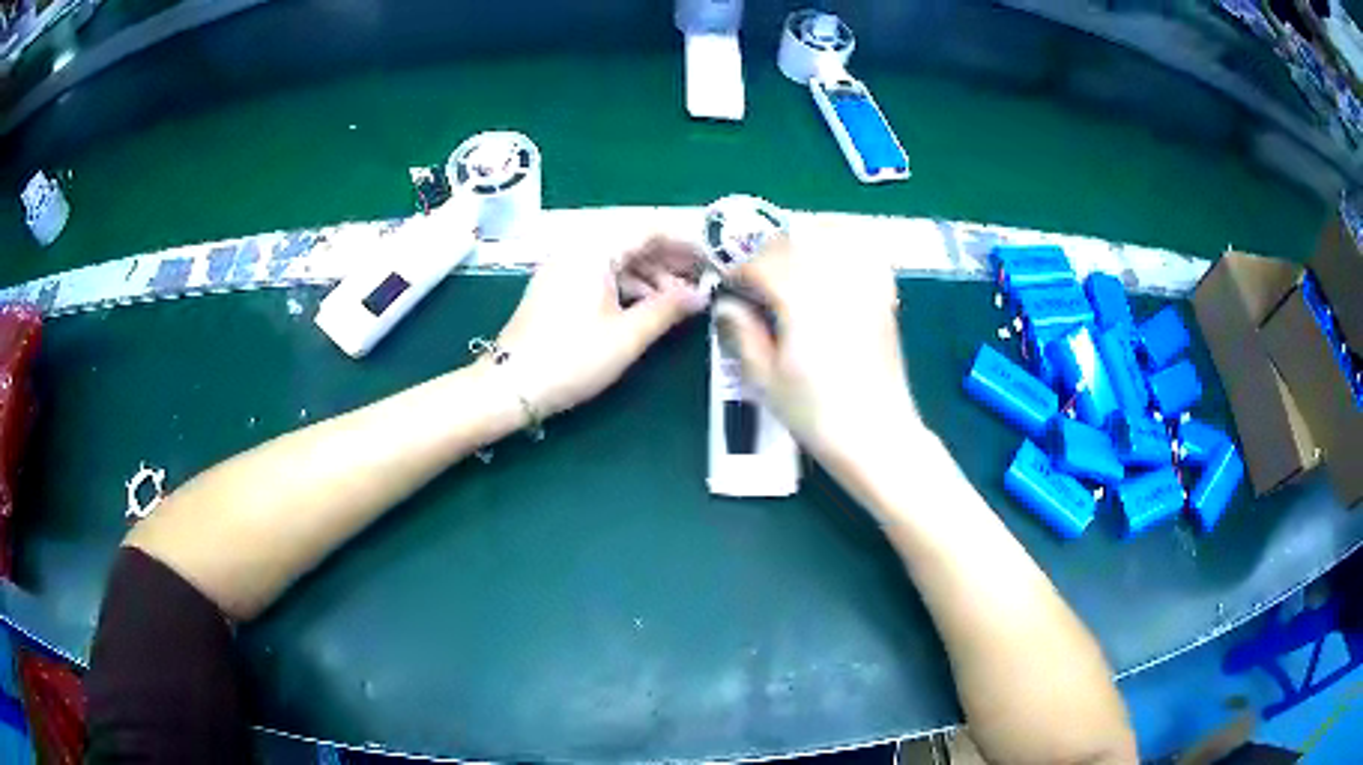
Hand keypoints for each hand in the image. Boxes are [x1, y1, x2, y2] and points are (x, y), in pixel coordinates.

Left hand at [493, 236, 708, 416]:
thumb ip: (668, 309)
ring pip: (620, 260)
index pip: (650, 228)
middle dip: (672, 259)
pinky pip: (604, 275)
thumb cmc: (571, 358)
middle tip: (706, 279)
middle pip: (634, 241)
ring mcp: (566, 268)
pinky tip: (650, 307)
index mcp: (594, 250)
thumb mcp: (627, 335)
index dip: (686, 241)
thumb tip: (701, 295)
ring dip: (653, 276)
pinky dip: (630, 287)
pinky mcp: (559, 288)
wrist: (510, 386)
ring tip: (683, 300)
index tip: (715, 257)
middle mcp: (579, 249)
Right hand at [714, 235, 916, 468]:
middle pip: (791, 241)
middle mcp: (834, 280)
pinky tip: (829, 262)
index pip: (759, 261)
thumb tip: (726, 305)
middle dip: (763, 250)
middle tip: (747, 275)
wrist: (878, 436)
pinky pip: (864, 254)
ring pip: (828, 238)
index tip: (722, 283)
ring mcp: (864, 285)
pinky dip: (844, 247)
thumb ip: (742, 334)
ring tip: (783, 263)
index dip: (734, 267)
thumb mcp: (766, 380)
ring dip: (799, 241)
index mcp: (801, 299)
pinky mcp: (883, 297)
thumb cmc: (817, 414)